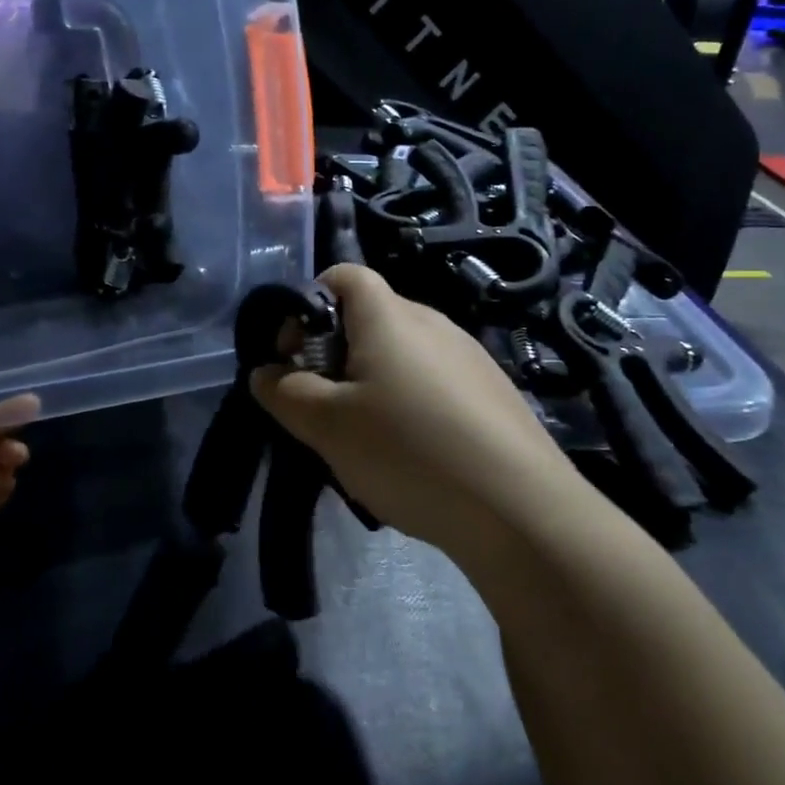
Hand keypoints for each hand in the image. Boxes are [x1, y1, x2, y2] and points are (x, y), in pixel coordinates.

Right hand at [250, 265, 577, 556]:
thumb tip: (264, 372)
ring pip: (402, 355)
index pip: (343, 275)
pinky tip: (416, 455)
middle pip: (370, 318)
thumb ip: (285, 393)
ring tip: (368, 440)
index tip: (295, 356)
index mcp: (389, 316)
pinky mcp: (494, 392)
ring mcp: (470, 356)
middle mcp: (433, 322)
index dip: (309, 303)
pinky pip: (435, 382)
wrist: (520, 508)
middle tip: (324, 408)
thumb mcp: (328, 426)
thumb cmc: (409, 450)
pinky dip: (411, 404)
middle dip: (335, 354)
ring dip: (372, 384)